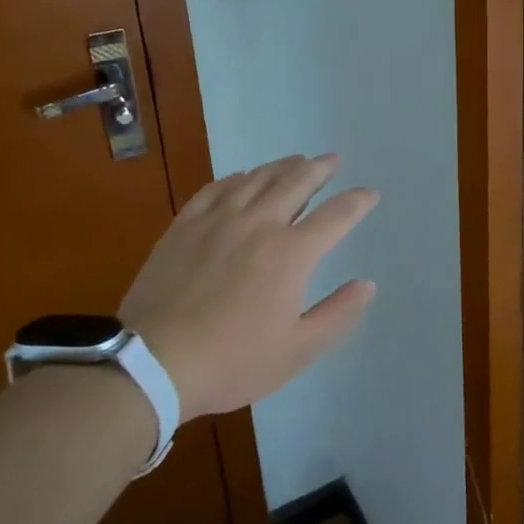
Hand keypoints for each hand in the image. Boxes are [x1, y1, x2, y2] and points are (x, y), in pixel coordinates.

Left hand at [119, 153, 378, 420]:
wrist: (153, 363)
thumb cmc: (232, 361)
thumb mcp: (297, 351)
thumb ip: (337, 314)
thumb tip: (367, 285)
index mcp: (291, 254)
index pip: (336, 216)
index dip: (357, 201)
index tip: (370, 194)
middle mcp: (260, 224)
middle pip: (297, 182)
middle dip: (320, 168)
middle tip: (332, 160)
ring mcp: (219, 220)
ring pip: (258, 178)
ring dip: (283, 166)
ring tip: (296, 161)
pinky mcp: (186, 225)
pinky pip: (217, 188)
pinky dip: (237, 178)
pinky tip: (242, 178)